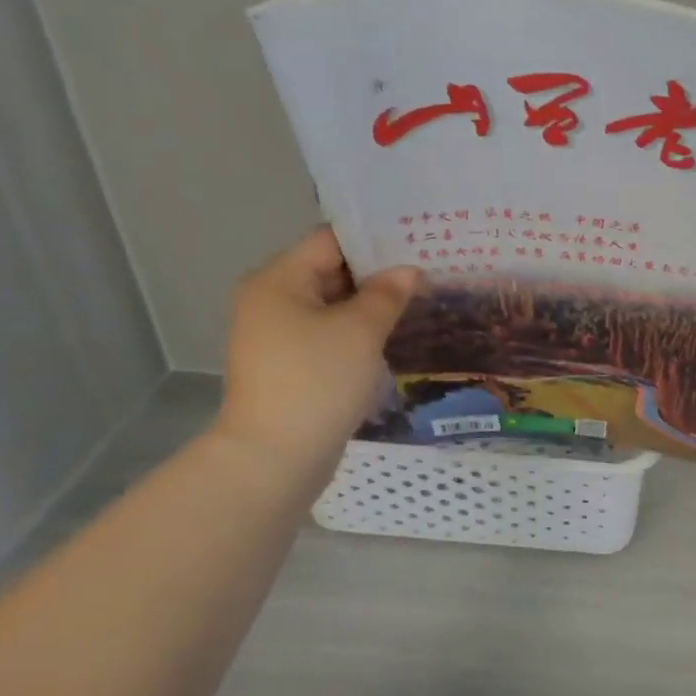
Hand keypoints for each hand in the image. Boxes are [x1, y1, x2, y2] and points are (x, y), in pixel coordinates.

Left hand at [213, 228, 420, 483]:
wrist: (275, 457)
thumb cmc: (318, 380)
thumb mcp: (361, 330)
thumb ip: (387, 293)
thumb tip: (408, 271)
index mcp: (278, 280)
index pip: (330, 240)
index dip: (374, 238)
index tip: (416, 240)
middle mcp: (269, 300)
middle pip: (329, 270)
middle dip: (376, 272)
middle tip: (426, 269)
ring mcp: (275, 335)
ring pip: (330, 305)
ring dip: (369, 303)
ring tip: (417, 298)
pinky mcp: (287, 364)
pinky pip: (326, 333)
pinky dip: (356, 330)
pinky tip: (392, 333)